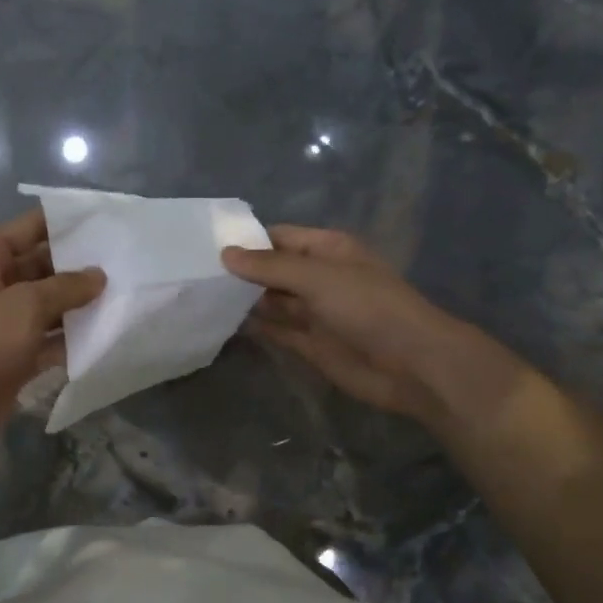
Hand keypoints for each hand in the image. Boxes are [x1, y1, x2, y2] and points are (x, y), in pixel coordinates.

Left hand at [0, 208, 104, 466]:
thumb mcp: (24, 305)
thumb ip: (66, 287)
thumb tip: (99, 275)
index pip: (29, 228)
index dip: (64, 222)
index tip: (106, 220)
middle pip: (44, 268)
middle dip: (80, 267)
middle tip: (127, 262)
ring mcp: (6, 325)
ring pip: (50, 307)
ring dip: (81, 305)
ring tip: (127, 295)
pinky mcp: (16, 359)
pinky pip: (51, 342)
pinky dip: (74, 341)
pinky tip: (108, 335)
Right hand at [222, 226, 469, 426]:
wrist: (411, 365)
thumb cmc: (369, 308)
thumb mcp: (319, 278)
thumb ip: (271, 267)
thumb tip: (226, 254)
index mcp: (326, 250)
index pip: (278, 238)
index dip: (246, 241)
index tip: (203, 247)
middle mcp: (318, 278)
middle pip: (271, 271)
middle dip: (239, 273)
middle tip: (191, 275)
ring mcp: (313, 312)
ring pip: (270, 302)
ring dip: (242, 301)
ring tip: (198, 298)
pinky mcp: (309, 344)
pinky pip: (275, 331)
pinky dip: (253, 328)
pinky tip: (221, 324)